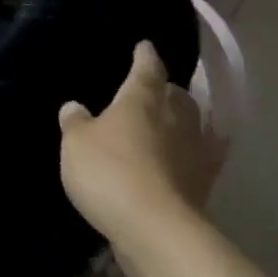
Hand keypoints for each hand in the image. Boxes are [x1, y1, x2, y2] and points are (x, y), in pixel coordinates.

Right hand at [58, 42, 225, 248]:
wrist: (155, 230)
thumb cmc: (110, 172)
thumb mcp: (76, 144)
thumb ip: (75, 122)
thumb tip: (74, 106)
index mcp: (142, 97)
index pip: (147, 66)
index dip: (144, 55)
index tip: (144, 46)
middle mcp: (174, 116)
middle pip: (175, 95)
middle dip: (165, 91)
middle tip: (151, 92)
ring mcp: (194, 150)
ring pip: (190, 125)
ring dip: (179, 123)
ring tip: (162, 126)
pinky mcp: (203, 184)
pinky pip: (197, 160)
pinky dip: (190, 157)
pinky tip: (181, 162)